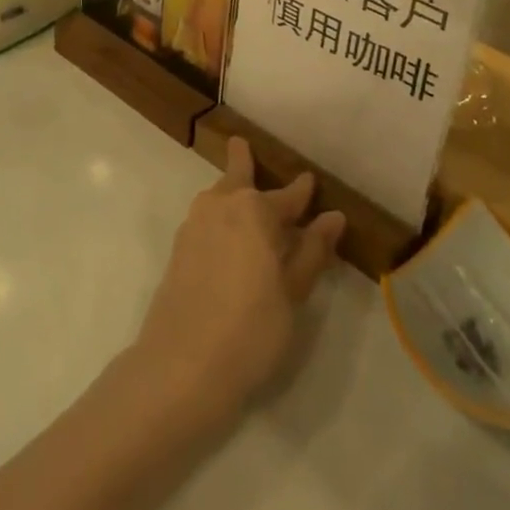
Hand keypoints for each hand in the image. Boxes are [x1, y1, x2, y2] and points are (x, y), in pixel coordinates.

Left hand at [132, 140, 344, 424]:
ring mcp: (193, 225)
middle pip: (237, 179)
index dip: (302, 191)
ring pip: (217, 197)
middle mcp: (220, 206)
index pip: (287, 196)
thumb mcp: (292, 293)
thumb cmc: (251, 329)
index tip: (310, 181)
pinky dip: (217, 215)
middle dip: (243, 162)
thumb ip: (311, 252)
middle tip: (241, 145)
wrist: (181, 365)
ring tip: (238, 189)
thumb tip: (332, 216)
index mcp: (254, 211)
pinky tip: (225, 234)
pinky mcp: (178, 249)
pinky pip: (205, 219)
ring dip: (228, 190)